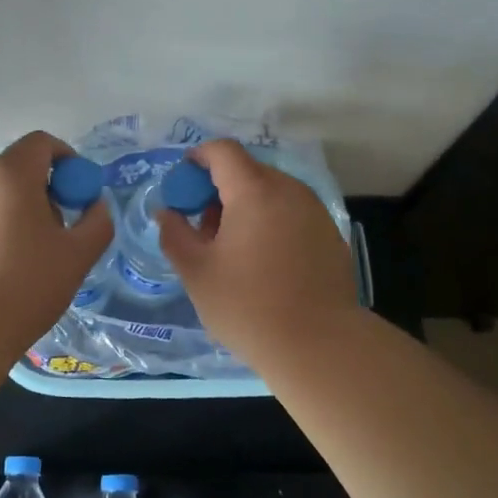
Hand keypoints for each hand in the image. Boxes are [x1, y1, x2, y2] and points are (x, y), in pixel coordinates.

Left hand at [0, 131, 113, 352]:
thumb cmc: (26, 284)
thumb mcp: (78, 255)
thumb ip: (97, 221)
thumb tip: (95, 206)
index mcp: (10, 172)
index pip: (41, 143)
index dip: (66, 160)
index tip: (77, 193)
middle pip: (14, 169)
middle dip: (39, 190)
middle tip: (54, 230)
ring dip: (11, 210)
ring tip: (21, 255)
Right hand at [158, 139, 359, 362]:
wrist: (319, 345)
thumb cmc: (248, 306)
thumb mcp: (196, 272)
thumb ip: (175, 234)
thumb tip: (167, 213)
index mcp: (254, 191)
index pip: (223, 151)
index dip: (198, 158)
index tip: (182, 183)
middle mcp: (289, 190)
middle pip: (248, 171)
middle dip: (219, 189)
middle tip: (203, 228)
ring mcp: (315, 212)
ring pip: (272, 193)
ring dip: (246, 207)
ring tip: (232, 250)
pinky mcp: (330, 236)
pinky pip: (292, 214)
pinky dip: (270, 223)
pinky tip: (264, 263)